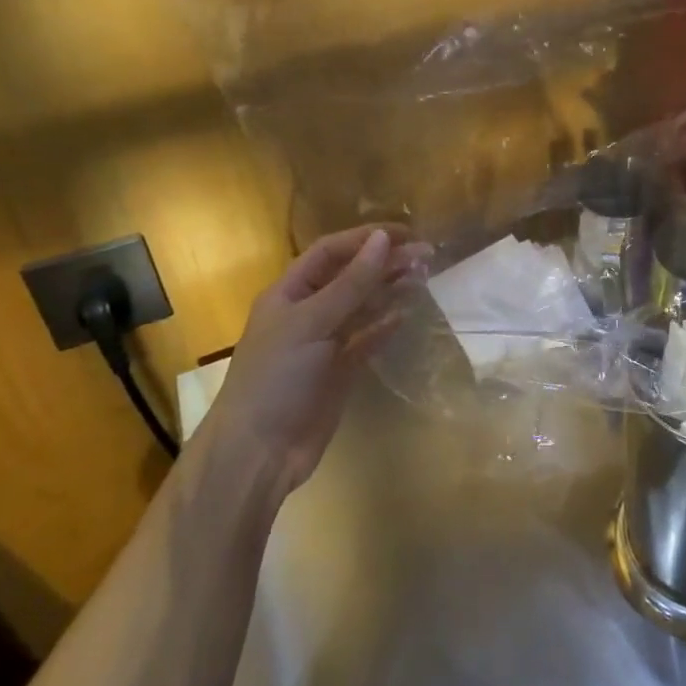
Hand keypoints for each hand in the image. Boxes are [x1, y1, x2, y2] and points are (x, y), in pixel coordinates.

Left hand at [205, 225, 412, 490]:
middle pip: (350, 276)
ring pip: (362, 305)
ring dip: (389, 289)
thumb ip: (352, 283)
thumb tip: (384, 239)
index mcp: (289, 292)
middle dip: (384, 262)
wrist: (259, 452)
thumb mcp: (312, 322)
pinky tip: (405, 315)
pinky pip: (367, 339)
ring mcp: (324, 342)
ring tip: (422, 277)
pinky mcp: (339, 370)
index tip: (404, 233)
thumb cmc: (277, 377)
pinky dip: (385, 326)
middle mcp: (307, 311)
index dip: (365, 238)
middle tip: (426, 254)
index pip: (330, 251)